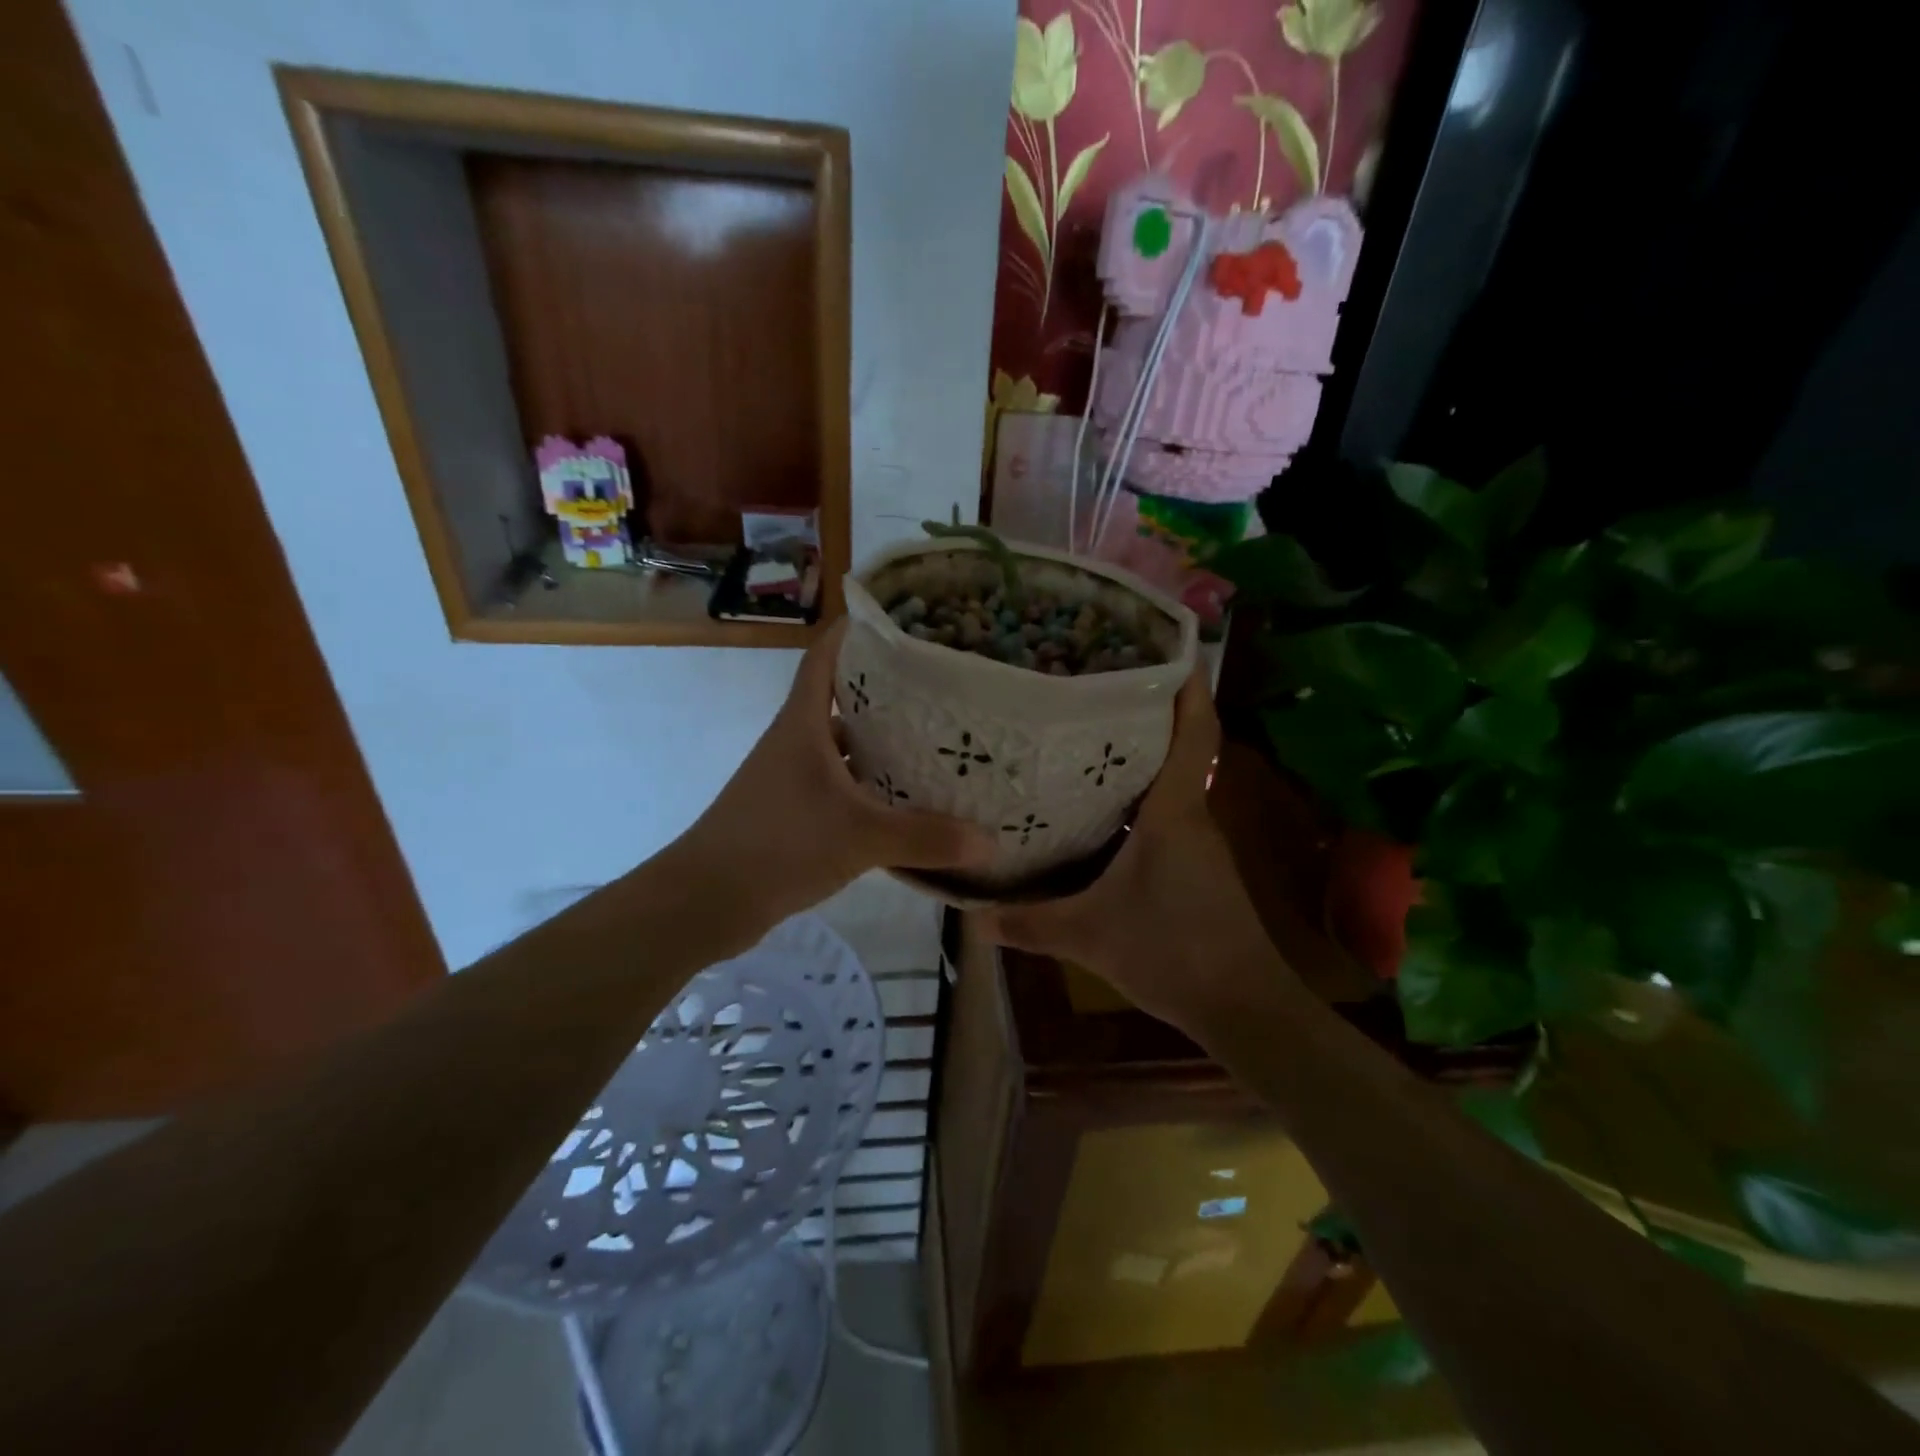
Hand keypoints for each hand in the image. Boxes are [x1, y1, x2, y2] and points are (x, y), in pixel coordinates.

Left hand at [675, 619, 995, 927]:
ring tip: (935, 742)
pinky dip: (870, 787)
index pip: (826, 656)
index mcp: (803, 723)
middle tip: (942, 688)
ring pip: (843, 747)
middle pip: (842, 699)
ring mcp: (792, 778)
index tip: (903, 623)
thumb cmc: (779, 845)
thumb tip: (990, 842)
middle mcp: (796, 741)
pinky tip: (906, 802)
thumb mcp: (860, 837)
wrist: (706, 901)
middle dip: (887, 690)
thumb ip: (925, 838)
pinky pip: (840, 786)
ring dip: (881, 743)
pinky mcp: (794, 812)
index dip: (857, 632)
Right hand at [978, 671, 1283, 1034]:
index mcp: (1173, 812)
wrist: (1242, 1006)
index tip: (1168, 644)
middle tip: (1094, 682)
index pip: (1193, 732)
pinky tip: (1099, 806)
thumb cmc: (1172, 952)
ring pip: (1168, 780)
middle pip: (1177, 745)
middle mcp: (1190, 814)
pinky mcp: (1196, 865)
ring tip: (1084, 733)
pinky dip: (1138, 795)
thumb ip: (1029, 923)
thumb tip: (970, 918)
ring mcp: (1197, 841)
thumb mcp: (1089, 936)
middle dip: (1146, 709)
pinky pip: (1165, 812)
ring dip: (1138, 754)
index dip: (1188, 684)